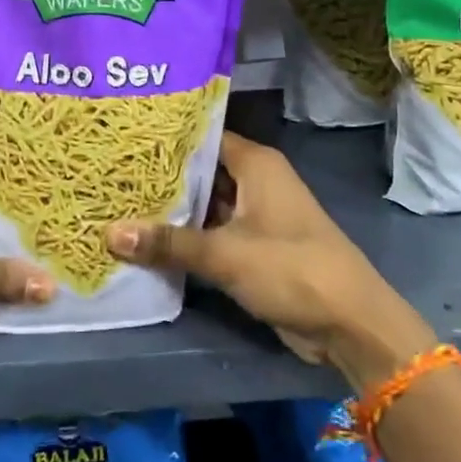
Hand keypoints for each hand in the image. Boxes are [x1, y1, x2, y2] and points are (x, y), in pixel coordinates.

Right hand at [107, 132, 435, 387]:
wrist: (350, 324)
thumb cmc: (291, 269)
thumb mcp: (224, 254)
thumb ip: (168, 242)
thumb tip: (110, 233)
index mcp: (256, 164)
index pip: (202, 136)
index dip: (165, 139)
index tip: (125, 140)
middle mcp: (257, 181)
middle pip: (201, 171)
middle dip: (162, 177)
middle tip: (113, 174)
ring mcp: (257, 215)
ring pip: (206, 203)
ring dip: (173, 210)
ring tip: (120, 203)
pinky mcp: (256, 247)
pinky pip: (214, 232)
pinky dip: (188, 236)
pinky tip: (150, 240)